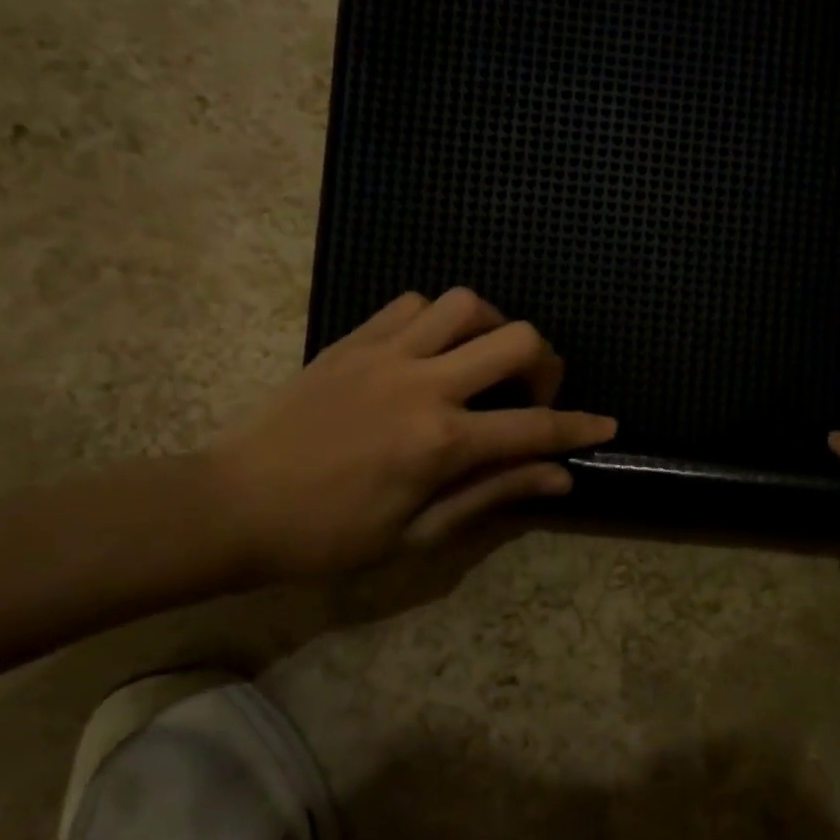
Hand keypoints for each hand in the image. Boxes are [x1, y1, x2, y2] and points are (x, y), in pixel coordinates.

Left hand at [208, 289, 614, 578]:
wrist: (232, 505)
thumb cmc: (328, 536)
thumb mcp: (417, 534)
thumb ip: (493, 494)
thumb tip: (559, 477)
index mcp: (440, 442)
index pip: (535, 428)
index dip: (580, 427)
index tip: (606, 426)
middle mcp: (423, 384)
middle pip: (516, 341)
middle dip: (547, 365)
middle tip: (534, 395)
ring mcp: (386, 353)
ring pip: (466, 304)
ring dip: (493, 329)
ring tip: (486, 363)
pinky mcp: (353, 339)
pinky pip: (412, 304)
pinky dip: (439, 319)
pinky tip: (434, 350)